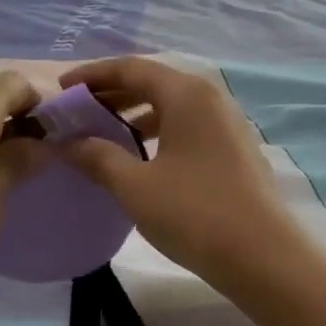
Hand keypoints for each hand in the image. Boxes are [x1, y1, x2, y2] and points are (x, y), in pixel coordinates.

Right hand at [56, 57, 300, 286]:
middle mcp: (210, 98)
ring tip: (103, 134)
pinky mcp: (234, 149)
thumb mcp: (135, 186)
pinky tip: (140, 157)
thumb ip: (98, 157)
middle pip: (153, 82)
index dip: (92, 76)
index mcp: (186, 94)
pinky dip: (158, 132)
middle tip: (77, 112)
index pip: (130, 68)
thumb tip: (68, 143)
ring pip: (171, 105)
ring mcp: (227, 123)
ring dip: (134, 114)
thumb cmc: (194, 213)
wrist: (263, 257)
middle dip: (112, 94)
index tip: (62, 90)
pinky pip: (187, 126)